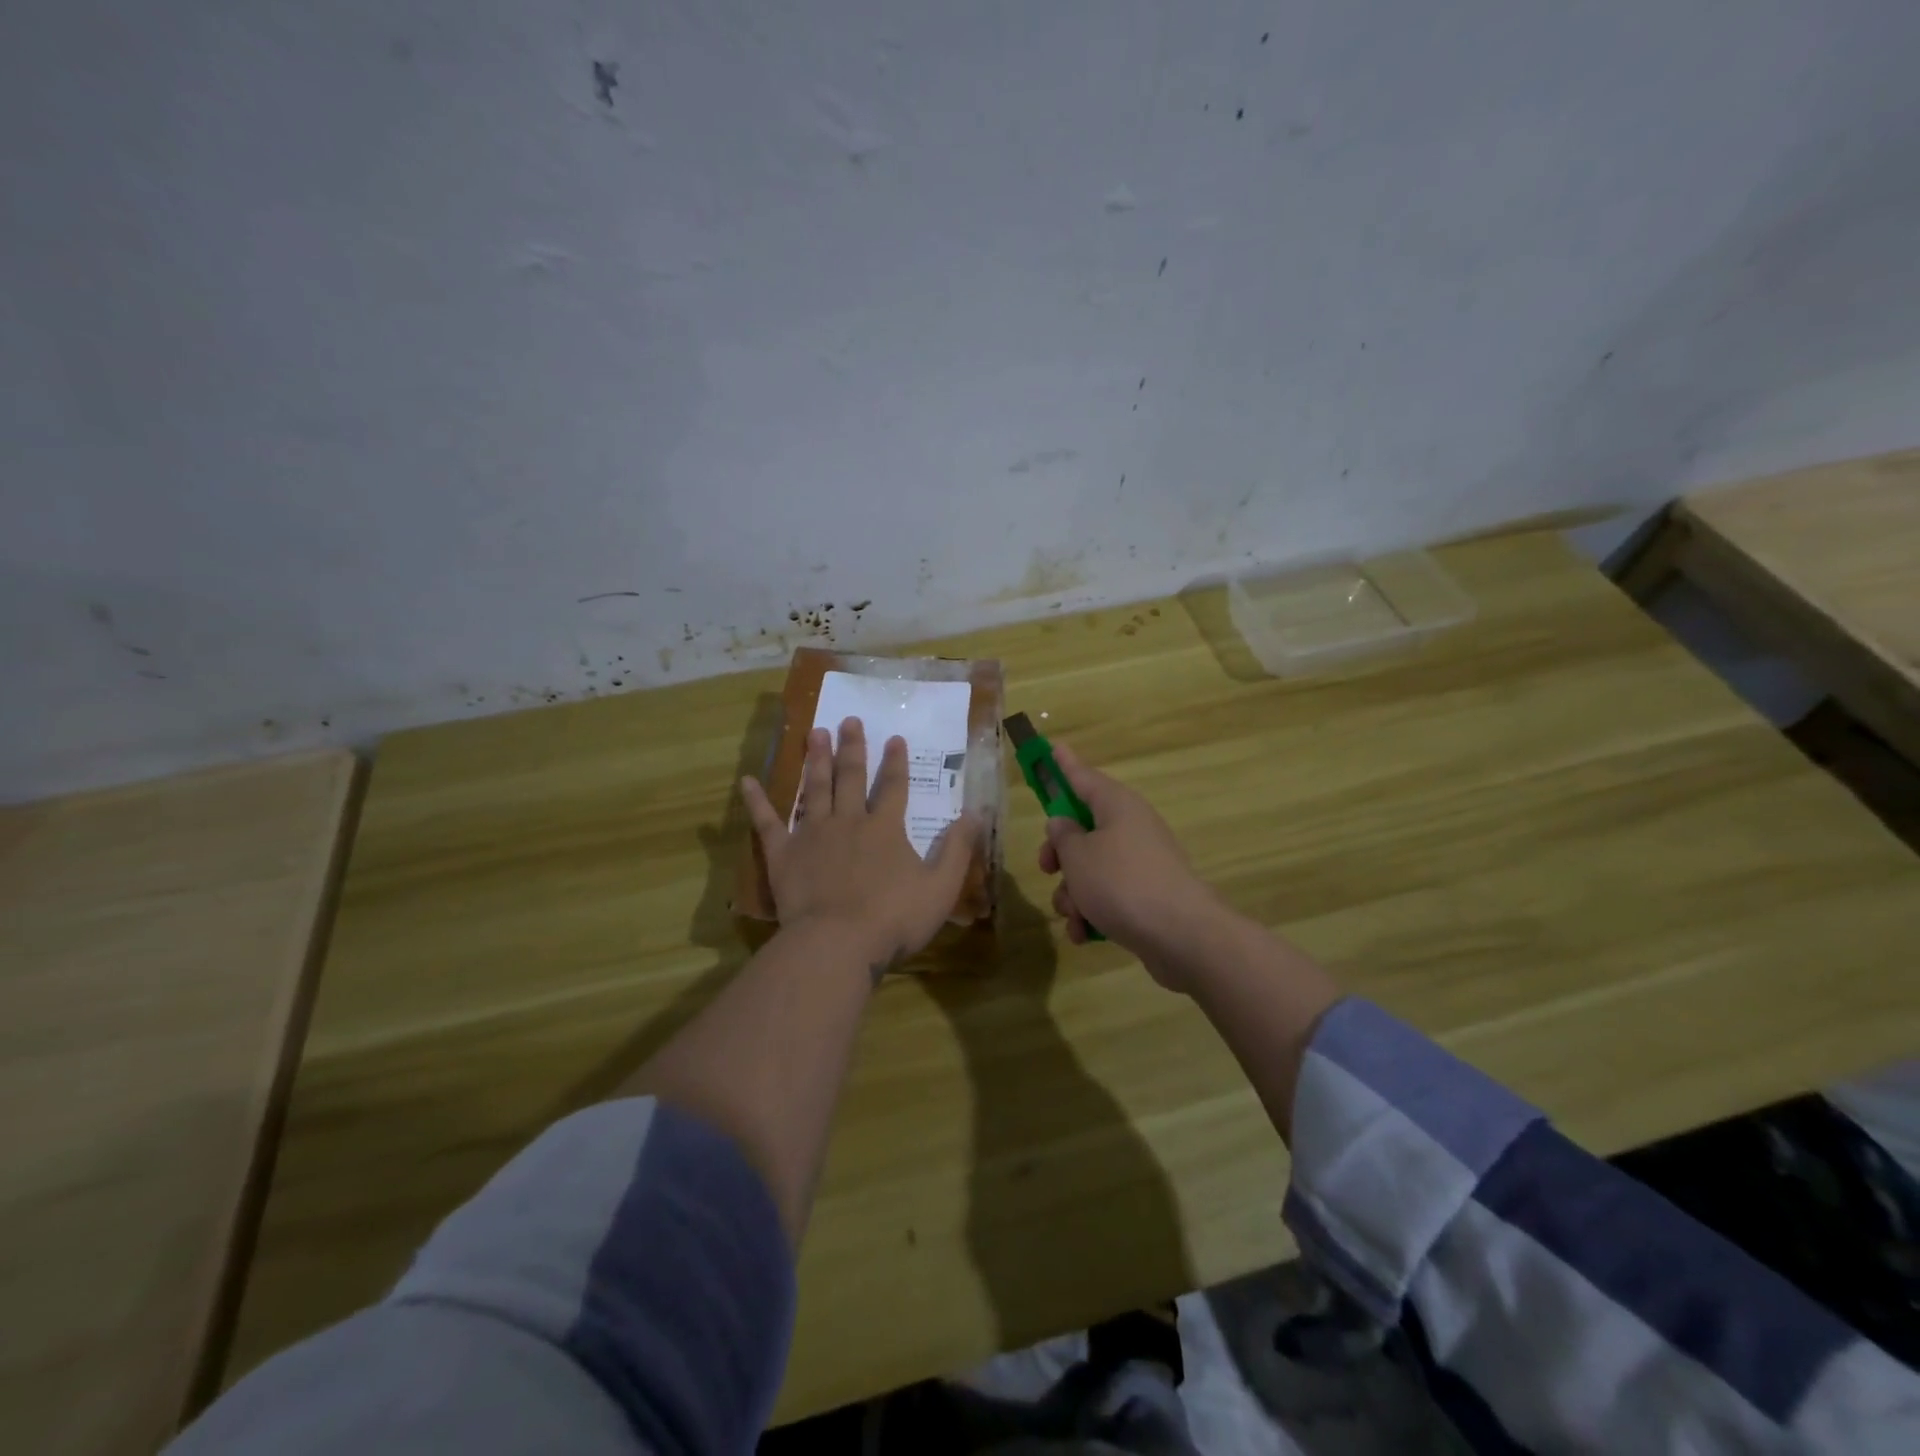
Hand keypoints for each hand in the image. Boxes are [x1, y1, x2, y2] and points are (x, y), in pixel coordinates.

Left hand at [742, 718, 981, 974]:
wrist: (837, 943)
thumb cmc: (893, 919)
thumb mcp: (940, 887)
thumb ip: (957, 849)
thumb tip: (974, 813)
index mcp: (885, 829)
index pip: (894, 787)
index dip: (896, 762)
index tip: (895, 738)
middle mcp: (848, 821)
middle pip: (851, 778)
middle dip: (852, 748)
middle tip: (849, 720)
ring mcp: (812, 834)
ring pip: (814, 789)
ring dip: (816, 760)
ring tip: (814, 733)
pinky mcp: (783, 854)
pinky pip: (767, 822)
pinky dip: (757, 801)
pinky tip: (747, 780)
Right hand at [1037, 742, 1231, 990]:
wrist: (1181, 935)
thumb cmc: (1121, 883)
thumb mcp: (1078, 856)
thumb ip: (1063, 836)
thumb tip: (1063, 824)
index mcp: (1116, 805)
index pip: (1083, 776)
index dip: (1064, 764)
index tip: (1052, 747)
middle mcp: (1131, 827)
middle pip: (1083, 829)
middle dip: (1059, 854)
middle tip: (1047, 868)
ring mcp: (1141, 862)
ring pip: (1091, 868)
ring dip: (1073, 893)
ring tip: (1074, 915)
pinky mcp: (1146, 895)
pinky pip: (1108, 896)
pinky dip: (1093, 913)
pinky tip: (1085, 935)